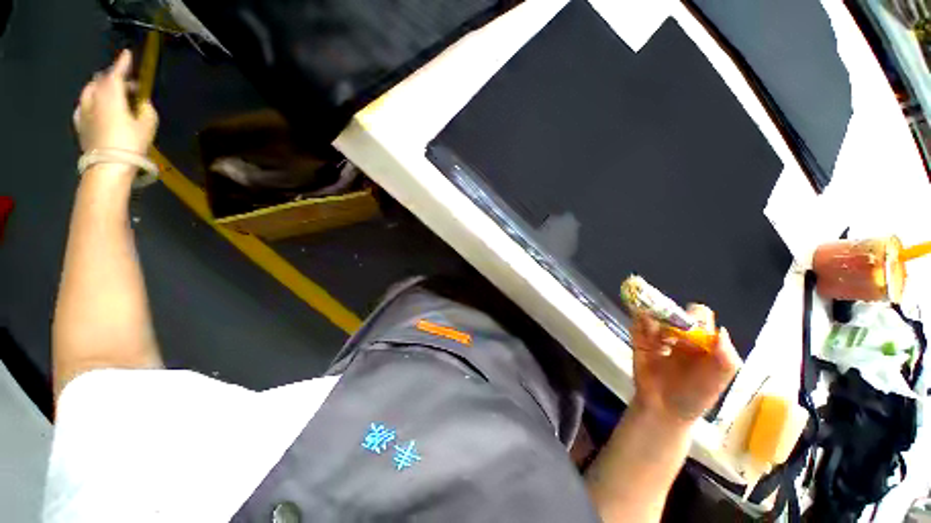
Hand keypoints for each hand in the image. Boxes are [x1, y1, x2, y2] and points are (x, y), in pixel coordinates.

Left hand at [73, 50, 158, 155]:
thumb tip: (141, 101)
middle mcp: (94, 98)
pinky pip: (84, 105)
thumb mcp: (148, 125)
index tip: (128, 54)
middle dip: (113, 78)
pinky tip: (97, 107)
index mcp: (111, 95)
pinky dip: (92, 101)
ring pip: (91, 90)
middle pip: (102, 80)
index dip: (123, 63)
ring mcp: (84, 111)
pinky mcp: (80, 123)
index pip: (116, 73)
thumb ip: (145, 108)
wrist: (107, 167)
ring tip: (111, 94)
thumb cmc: (130, 144)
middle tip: (126, 84)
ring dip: (101, 88)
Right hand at [631, 304, 740, 424]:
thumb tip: (721, 331)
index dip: (693, 318)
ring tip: (654, 336)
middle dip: (667, 313)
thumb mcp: (718, 380)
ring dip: (651, 318)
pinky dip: (638, 324)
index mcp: (700, 339)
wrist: (665, 410)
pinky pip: (636, 327)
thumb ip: (726, 359)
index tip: (686, 329)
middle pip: (672, 312)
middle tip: (667, 330)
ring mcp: (657, 337)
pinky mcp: (639, 341)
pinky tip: (644, 334)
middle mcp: (679, 334)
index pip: (698, 317)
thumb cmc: (696, 396)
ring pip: (652, 316)